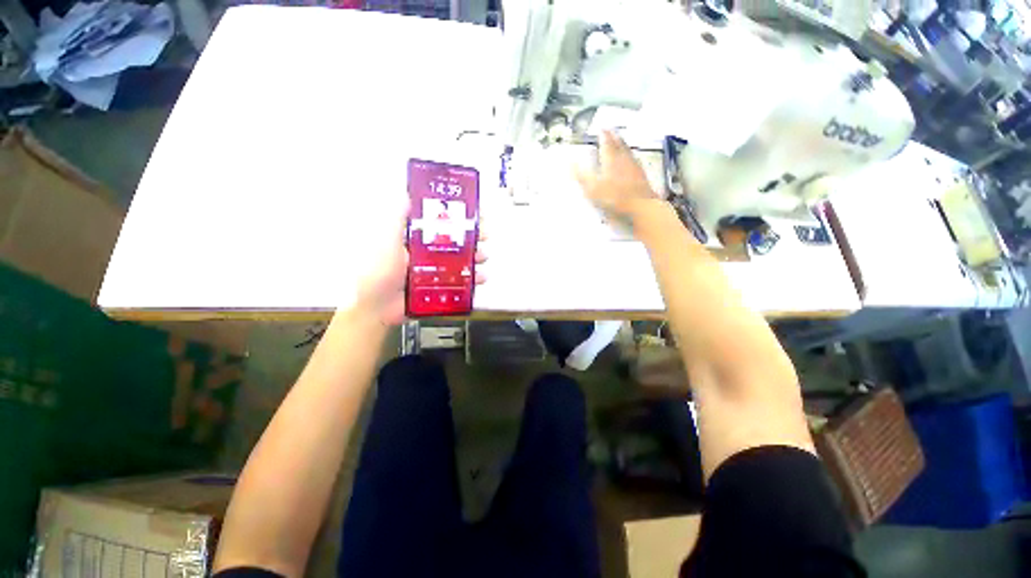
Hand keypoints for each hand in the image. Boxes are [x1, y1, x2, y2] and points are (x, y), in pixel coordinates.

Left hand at [353, 201, 487, 326]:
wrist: (376, 308)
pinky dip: (474, 279)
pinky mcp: (440, 286)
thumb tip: (407, 194)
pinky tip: (481, 277)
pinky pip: (461, 281)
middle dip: (472, 235)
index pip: (439, 220)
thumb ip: (396, 219)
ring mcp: (435, 269)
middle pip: (455, 239)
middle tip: (484, 234)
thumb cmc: (377, 271)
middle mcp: (426, 250)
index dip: (456, 214)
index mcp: (413, 236)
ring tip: (483, 256)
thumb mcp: (385, 240)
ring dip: (476, 255)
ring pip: (461, 259)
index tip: (472, 210)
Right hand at [575, 131, 662, 221]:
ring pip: (628, 151)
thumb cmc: (616, 198)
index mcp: (611, 161)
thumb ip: (582, 176)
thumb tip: (571, 164)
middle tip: (611, 130)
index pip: (606, 143)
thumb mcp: (593, 189)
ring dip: (623, 144)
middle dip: (614, 136)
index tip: (601, 128)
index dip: (603, 135)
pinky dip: (632, 156)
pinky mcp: (642, 176)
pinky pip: (635, 161)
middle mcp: (624, 160)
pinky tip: (633, 159)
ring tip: (621, 140)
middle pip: (619, 144)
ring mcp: (635, 167)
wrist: (641, 206)